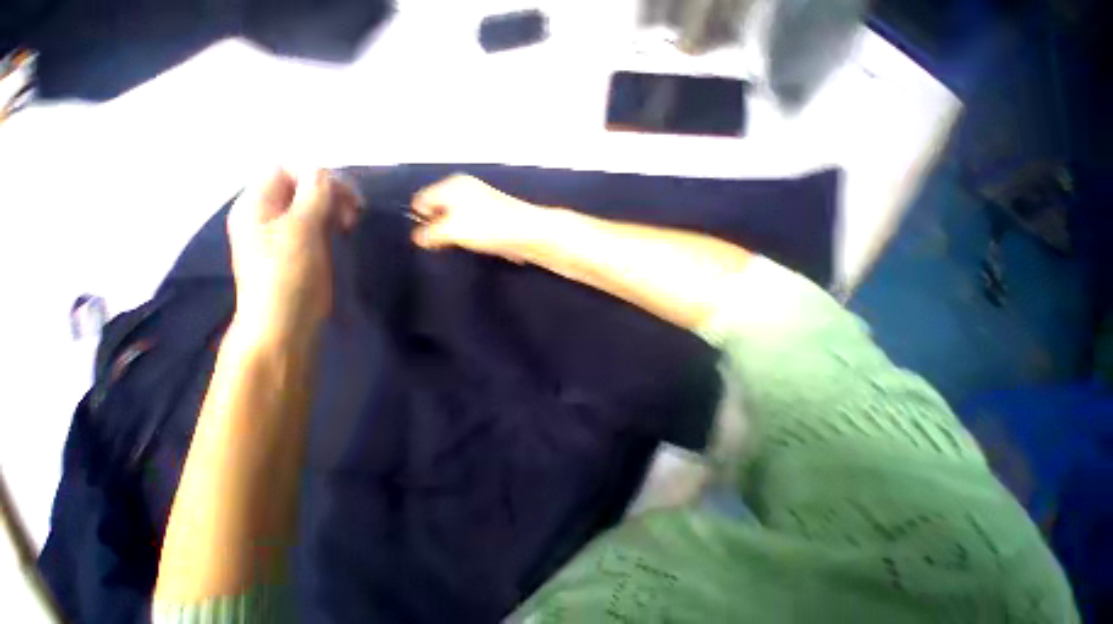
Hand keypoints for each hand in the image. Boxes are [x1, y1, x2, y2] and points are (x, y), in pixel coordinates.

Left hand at [227, 168, 359, 345]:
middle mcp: (267, 213)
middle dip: (329, 192)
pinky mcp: (300, 247)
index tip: (346, 198)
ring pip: (311, 204)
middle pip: (299, 184)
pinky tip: (343, 233)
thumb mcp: (300, 231)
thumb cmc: (288, 276)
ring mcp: (283, 231)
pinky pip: (316, 222)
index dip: (317, 176)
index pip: (285, 169)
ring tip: (349, 224)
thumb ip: (313, 197)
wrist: (284, 321)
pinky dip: (332, 222)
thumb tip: (324, 171)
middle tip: (351, 214)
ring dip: (333, 207)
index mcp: (257, 204)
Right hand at [411, 174, 544, 262]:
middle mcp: (467, 188)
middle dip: (442, 228)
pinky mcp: (497, 215)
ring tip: (470, 244)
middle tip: (449, 243)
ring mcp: (484, 201)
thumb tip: (419, 238)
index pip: (421, 200)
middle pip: (442, 210)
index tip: (429, 239)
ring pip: (460, 220)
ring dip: (461, 234)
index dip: (421, 220)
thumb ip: (429, 234)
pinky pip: (477, 226)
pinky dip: (478, 236)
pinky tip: (485, 243)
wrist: (528, 232)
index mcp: (451, 185)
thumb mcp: (451, 231)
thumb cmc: (486, 227)